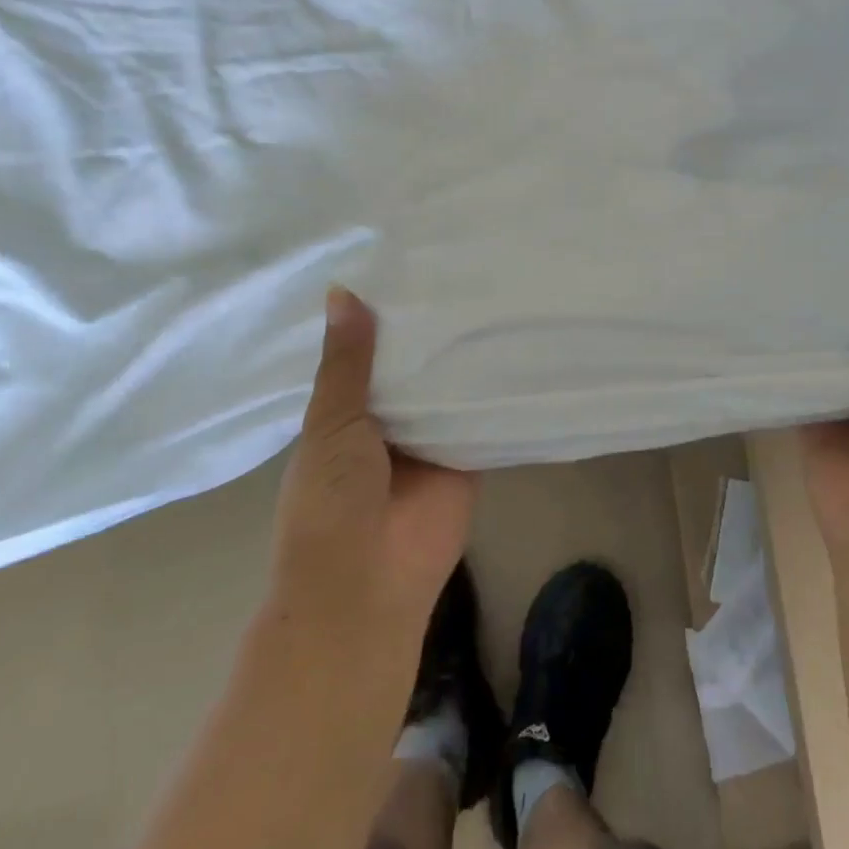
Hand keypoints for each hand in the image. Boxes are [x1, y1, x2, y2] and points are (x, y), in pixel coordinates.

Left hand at [266, 286, 478, 648]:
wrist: (366, 584)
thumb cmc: (329, 502)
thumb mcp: (332, 424)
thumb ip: (347, 363)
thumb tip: (343, 290)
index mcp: (348, 412)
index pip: (372, 352)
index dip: (388, 316)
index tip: (414, 264)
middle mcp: (391, 420)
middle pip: (417, 368)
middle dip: (434, 332)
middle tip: (467, 268)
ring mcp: (432, 439)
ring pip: (451, 389)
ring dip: (466, 357)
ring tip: (499, 292)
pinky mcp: (468, 457)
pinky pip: (483, 418)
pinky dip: (496, 392)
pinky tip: (519, 344)